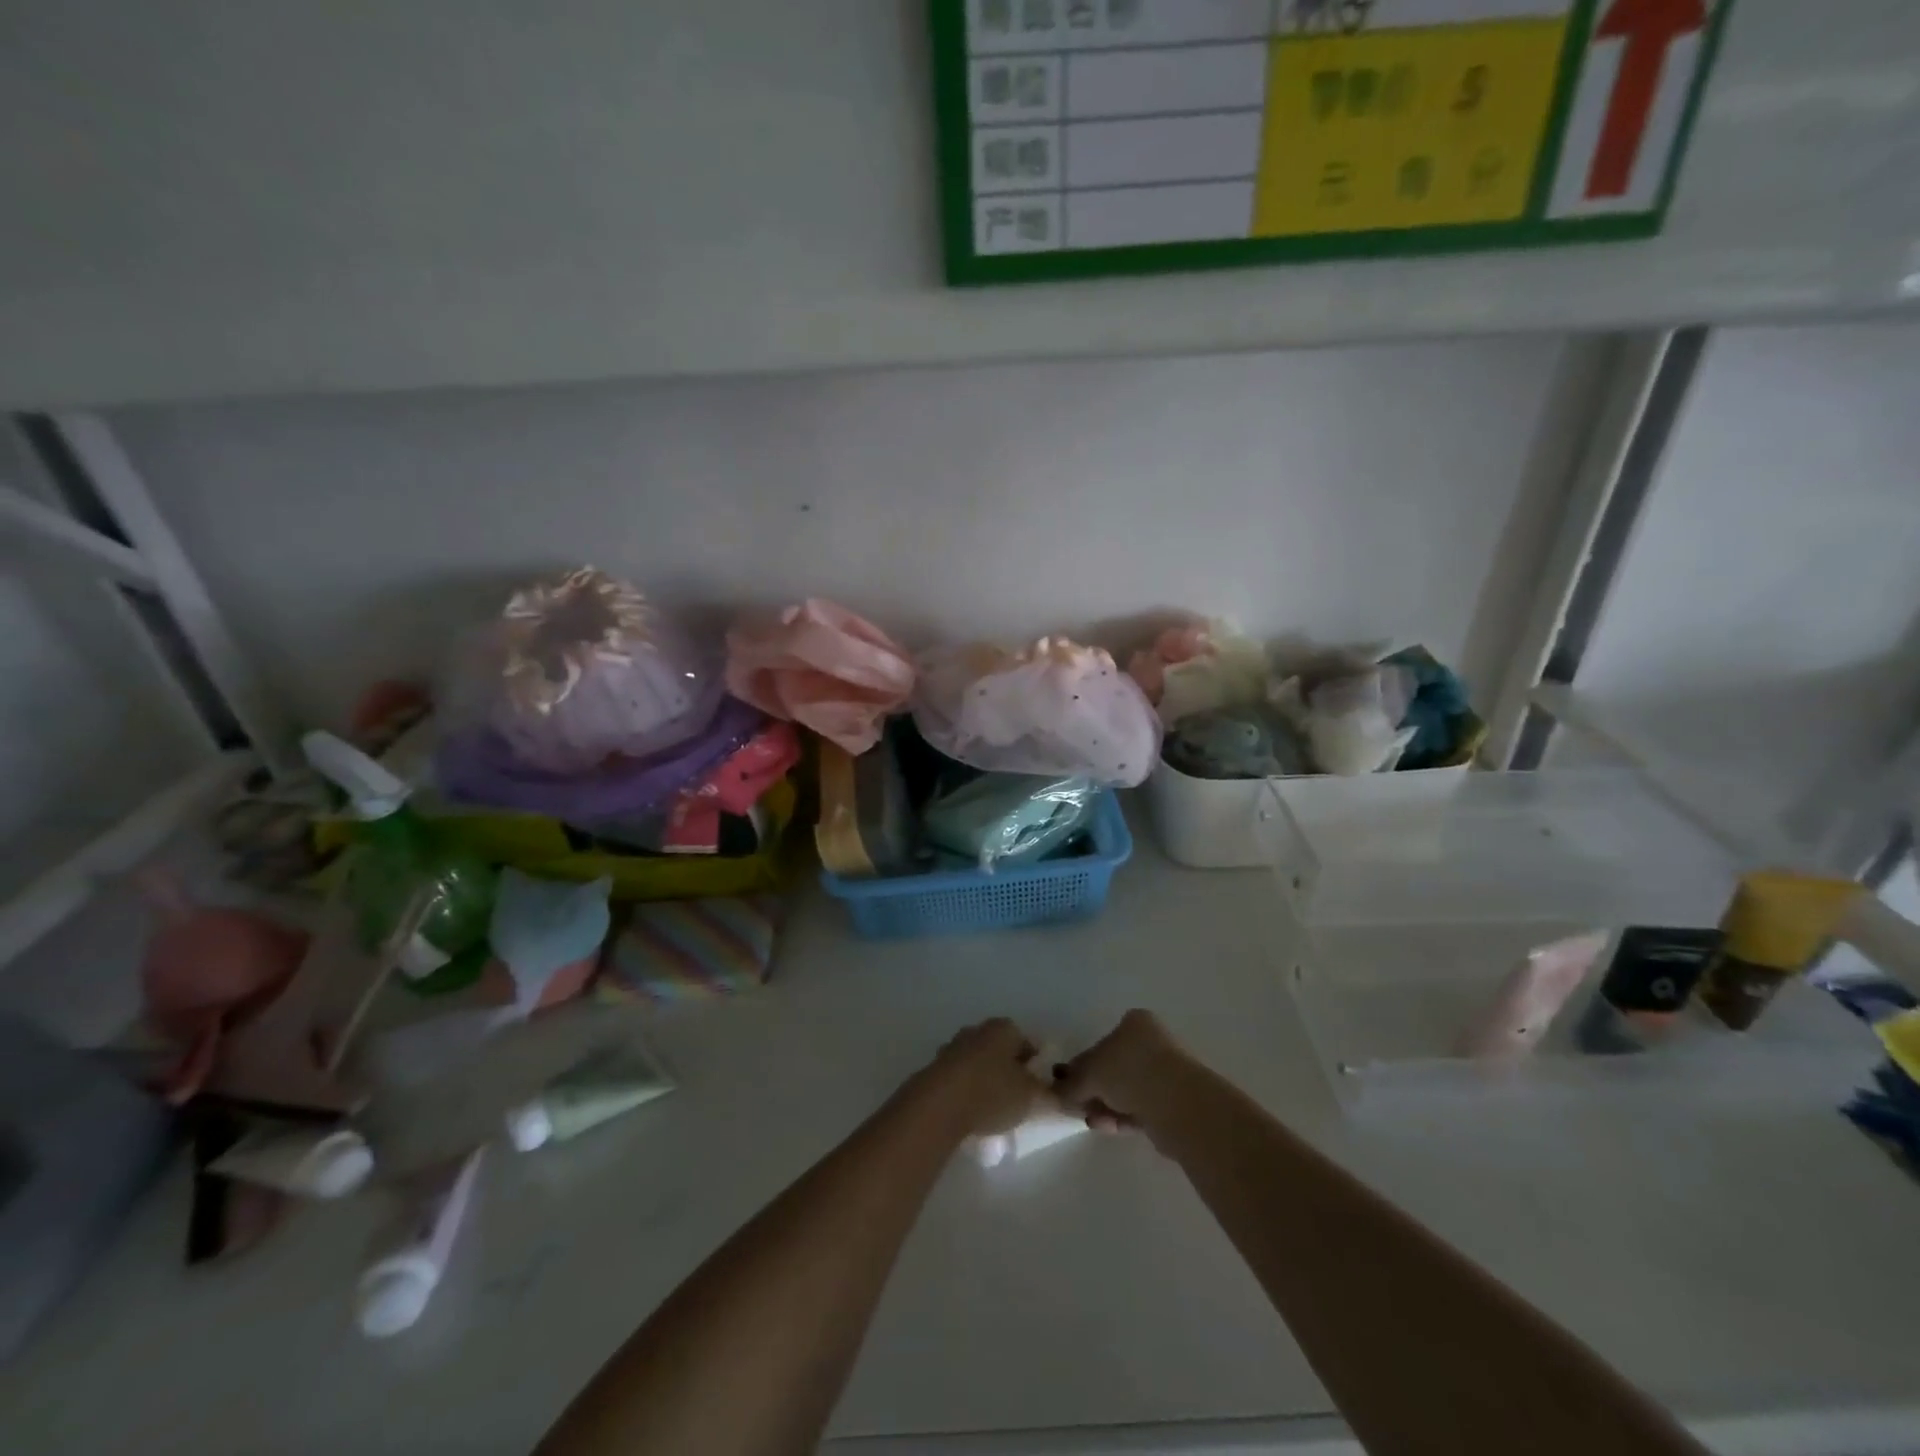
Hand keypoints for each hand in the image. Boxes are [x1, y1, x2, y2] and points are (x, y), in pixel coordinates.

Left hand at [911, 1018, 1050, 1139]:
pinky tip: (971, 1113)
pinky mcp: (935, 1068)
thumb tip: (1068, 1098)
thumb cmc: (992, 1092)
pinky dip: (968, 1091)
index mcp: (1003, 1029)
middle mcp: (977, 1031)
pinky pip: (960, 1078)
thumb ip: (1052, 1096)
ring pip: (979, 1064)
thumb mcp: (1032, 1098)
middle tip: (1018, 1100)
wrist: (939, 1105)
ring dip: (987, 1081)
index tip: (1038, 1089)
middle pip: (1001, 1051)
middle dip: (1009, 1072)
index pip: (1027, 1042)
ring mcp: (953, 1048)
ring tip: (994, 1112)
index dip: (1035, 1065)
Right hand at [1056, 1009, 1188, 1134]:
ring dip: (1105, 1105)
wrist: (1177, 1104)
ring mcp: (1165, 1074)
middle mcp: (1152, 1043)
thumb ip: (1071, 1082)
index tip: (1067, 1083)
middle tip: (1075, 1104)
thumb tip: (1056, 1091)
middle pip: (1114, 1068)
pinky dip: (1121, 1117)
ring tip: (1090, 1120)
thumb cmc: (1129, 1072)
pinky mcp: (1173, 1104)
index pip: (1103, 1042)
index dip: (1083, 1063)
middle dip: (1093, 1088)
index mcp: (1135, 1024)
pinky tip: (1105, 1127)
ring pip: (1126, 1091)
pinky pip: (1139, 1109)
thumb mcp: (1089, 1073)